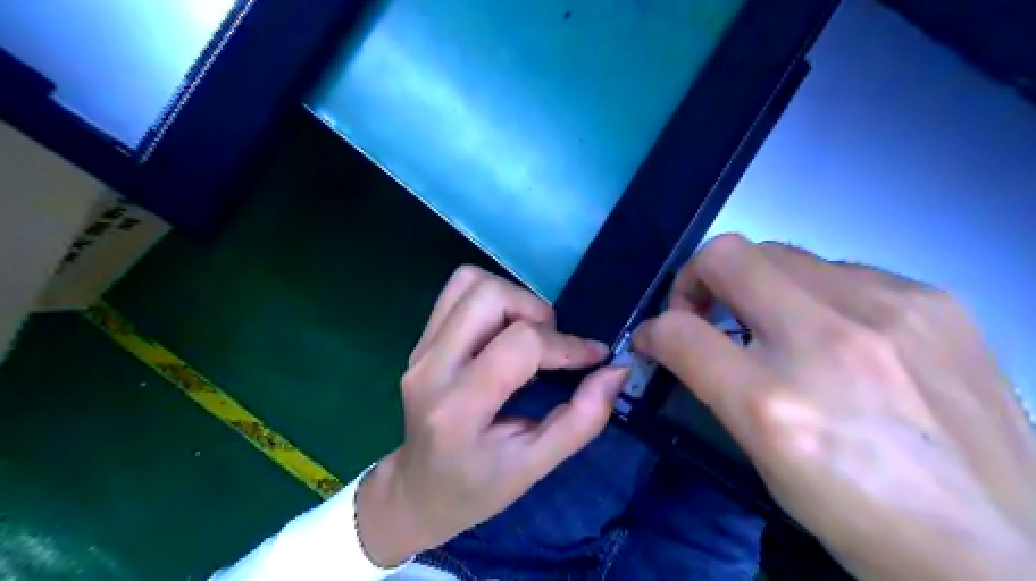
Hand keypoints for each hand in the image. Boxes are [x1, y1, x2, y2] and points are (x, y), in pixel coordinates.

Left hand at [357, 266, 631, 565]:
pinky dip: (491, 298)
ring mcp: (419, 350)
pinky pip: (457, 291)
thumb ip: (582, 419)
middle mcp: (431, 369)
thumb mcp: (537, 466)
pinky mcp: (419, 341)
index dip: (566, 345)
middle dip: (536, 311)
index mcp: (459, 408)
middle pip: (489, 297)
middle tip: (550, 345)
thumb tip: (616, 370)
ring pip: (471, 283)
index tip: (593, 357)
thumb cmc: (478, 487)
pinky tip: (503, 330)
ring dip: (513, 298)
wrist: (417, 491)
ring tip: (527, 335)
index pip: (520, 345)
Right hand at [632, 233, 1035, 580]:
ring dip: (755, 284)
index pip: (681, 332)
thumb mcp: (767, 463)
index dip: (654, 329)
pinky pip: (837, 269)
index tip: (655, 337)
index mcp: (776, 406)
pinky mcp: (933, 300)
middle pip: (727, 256)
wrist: (1008, 551)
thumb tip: (678, 343)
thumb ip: (716, 388)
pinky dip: (812, 292)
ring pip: (780, 253)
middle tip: (704, 313)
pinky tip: (836, 332)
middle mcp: (828, 343)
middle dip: (696, 279)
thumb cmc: (864, 517)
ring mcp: (890, 310)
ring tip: (772, 324)